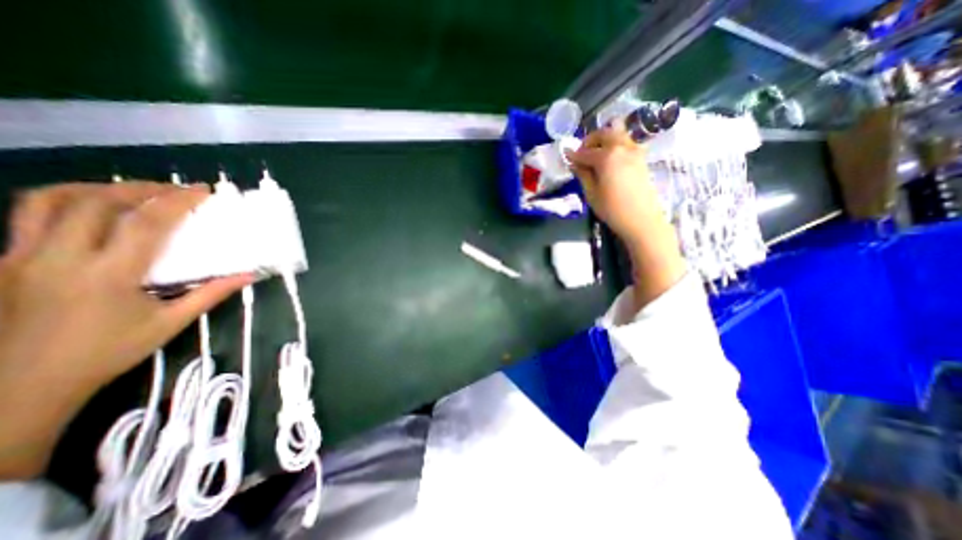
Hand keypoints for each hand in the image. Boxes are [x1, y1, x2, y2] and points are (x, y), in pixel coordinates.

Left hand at [0, 184, 250, 477]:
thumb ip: (211, 294)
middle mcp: (60, 257)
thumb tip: (249, 275)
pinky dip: (64, 201)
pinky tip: (90, 208)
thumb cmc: (107, 353)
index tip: (201, 191)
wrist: (20, 385)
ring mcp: (21, 257)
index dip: (176, 201)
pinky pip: (28, 216)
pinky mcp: (3, 261)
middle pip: (97, 202)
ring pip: (48, 200)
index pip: (146, 224)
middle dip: (142, 188)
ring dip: (97, 187)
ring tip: (131, 190)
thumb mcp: (170, 324)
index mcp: (109, 275)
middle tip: (173, 189)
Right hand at [566, 125, 687, 314]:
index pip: (585, 150)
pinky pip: (628, 147)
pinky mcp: (644, 165)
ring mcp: (637, 157)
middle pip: (605, 133)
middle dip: (590, 139)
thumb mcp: (593, 197)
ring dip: (604, 142)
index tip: (564, 158)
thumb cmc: (617, 217)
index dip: (573, 154)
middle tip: (580, 154)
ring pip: (619, 136)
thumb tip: (574, 161)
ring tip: (593, 159)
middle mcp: (625, 151)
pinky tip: (609, 165)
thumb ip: (582, 175)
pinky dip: (615, 150)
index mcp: (608, 160)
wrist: (647, 230)